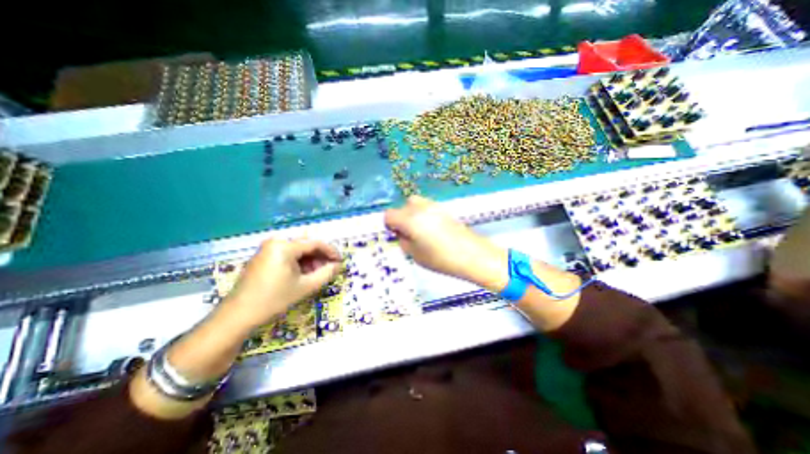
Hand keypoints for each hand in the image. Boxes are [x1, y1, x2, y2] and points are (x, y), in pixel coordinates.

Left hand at [222, 237, 339, 328]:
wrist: (237, 316)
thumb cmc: (273, 300)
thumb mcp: (305, 287)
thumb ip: (326, 273)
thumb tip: (338, 265)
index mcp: (284, 246)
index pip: (315, 243)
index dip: (331, 251)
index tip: (340, 261)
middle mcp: (275, 242)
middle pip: (306, 245)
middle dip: (320, 257)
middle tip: (329, 269)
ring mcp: (267, 249)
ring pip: (297, 250)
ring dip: (310, 260)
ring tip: (317, 274)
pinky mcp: (263, 257)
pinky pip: (287, 255)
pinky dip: (299, 263)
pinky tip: (303, 275)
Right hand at [384, 198, 507, 291]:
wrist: (472, 255)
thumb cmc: (440, 259)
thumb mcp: (415, 255)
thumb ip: (403, 241)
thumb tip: (401, 233)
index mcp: (409, 219)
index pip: (389, 215)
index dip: (390, 225)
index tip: (397, 235)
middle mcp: (420, 208)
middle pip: (402, 206)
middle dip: (402, 219)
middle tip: (408, 234)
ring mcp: (434, 206)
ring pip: (415, 204)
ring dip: (413, 215)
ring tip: (421, 231)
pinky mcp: (444, 209)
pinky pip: (427, 207)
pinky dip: (424, 215)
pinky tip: (432, 229)